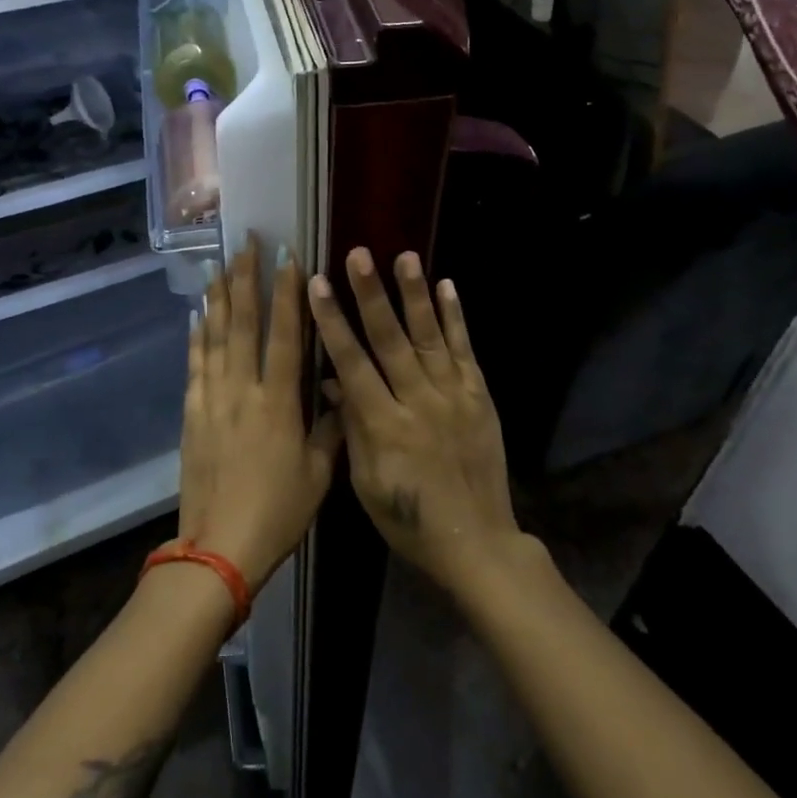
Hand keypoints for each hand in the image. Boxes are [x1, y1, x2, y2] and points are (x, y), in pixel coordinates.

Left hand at [176, 236, 342, 589]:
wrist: (219, 547)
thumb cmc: (279, 512)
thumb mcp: (319, 474)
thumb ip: (331, 428)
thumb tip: (340, 390)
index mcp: (278, 403)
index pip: (284, 335)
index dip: (287, 294)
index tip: (288, 258)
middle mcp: (242, 391)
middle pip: (243, 324)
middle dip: (245, 280)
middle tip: (246, 244)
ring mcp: (212, 401)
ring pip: (214, 338)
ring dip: (218, 299)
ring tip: (219, 266)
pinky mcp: (192, 416)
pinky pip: (194, 367)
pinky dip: (196, 339)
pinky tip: (196, 317)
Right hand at [307, 248, 523, 599]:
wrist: (475, 543)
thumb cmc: (408, 520)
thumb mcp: (366, 482)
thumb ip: (351, 427)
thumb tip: (332, 382)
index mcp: (384, 426)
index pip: (352, 363)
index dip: (333, 323)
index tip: (318, 285)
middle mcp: (419, 402)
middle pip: (391, 340)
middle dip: (372, 295)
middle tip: (359, 255)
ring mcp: (453, 396)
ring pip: (430, 336)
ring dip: (416, 294)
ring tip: (405, 256)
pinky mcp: (479, 397)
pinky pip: (466, 351)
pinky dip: (457, 318)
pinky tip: (448, 287)